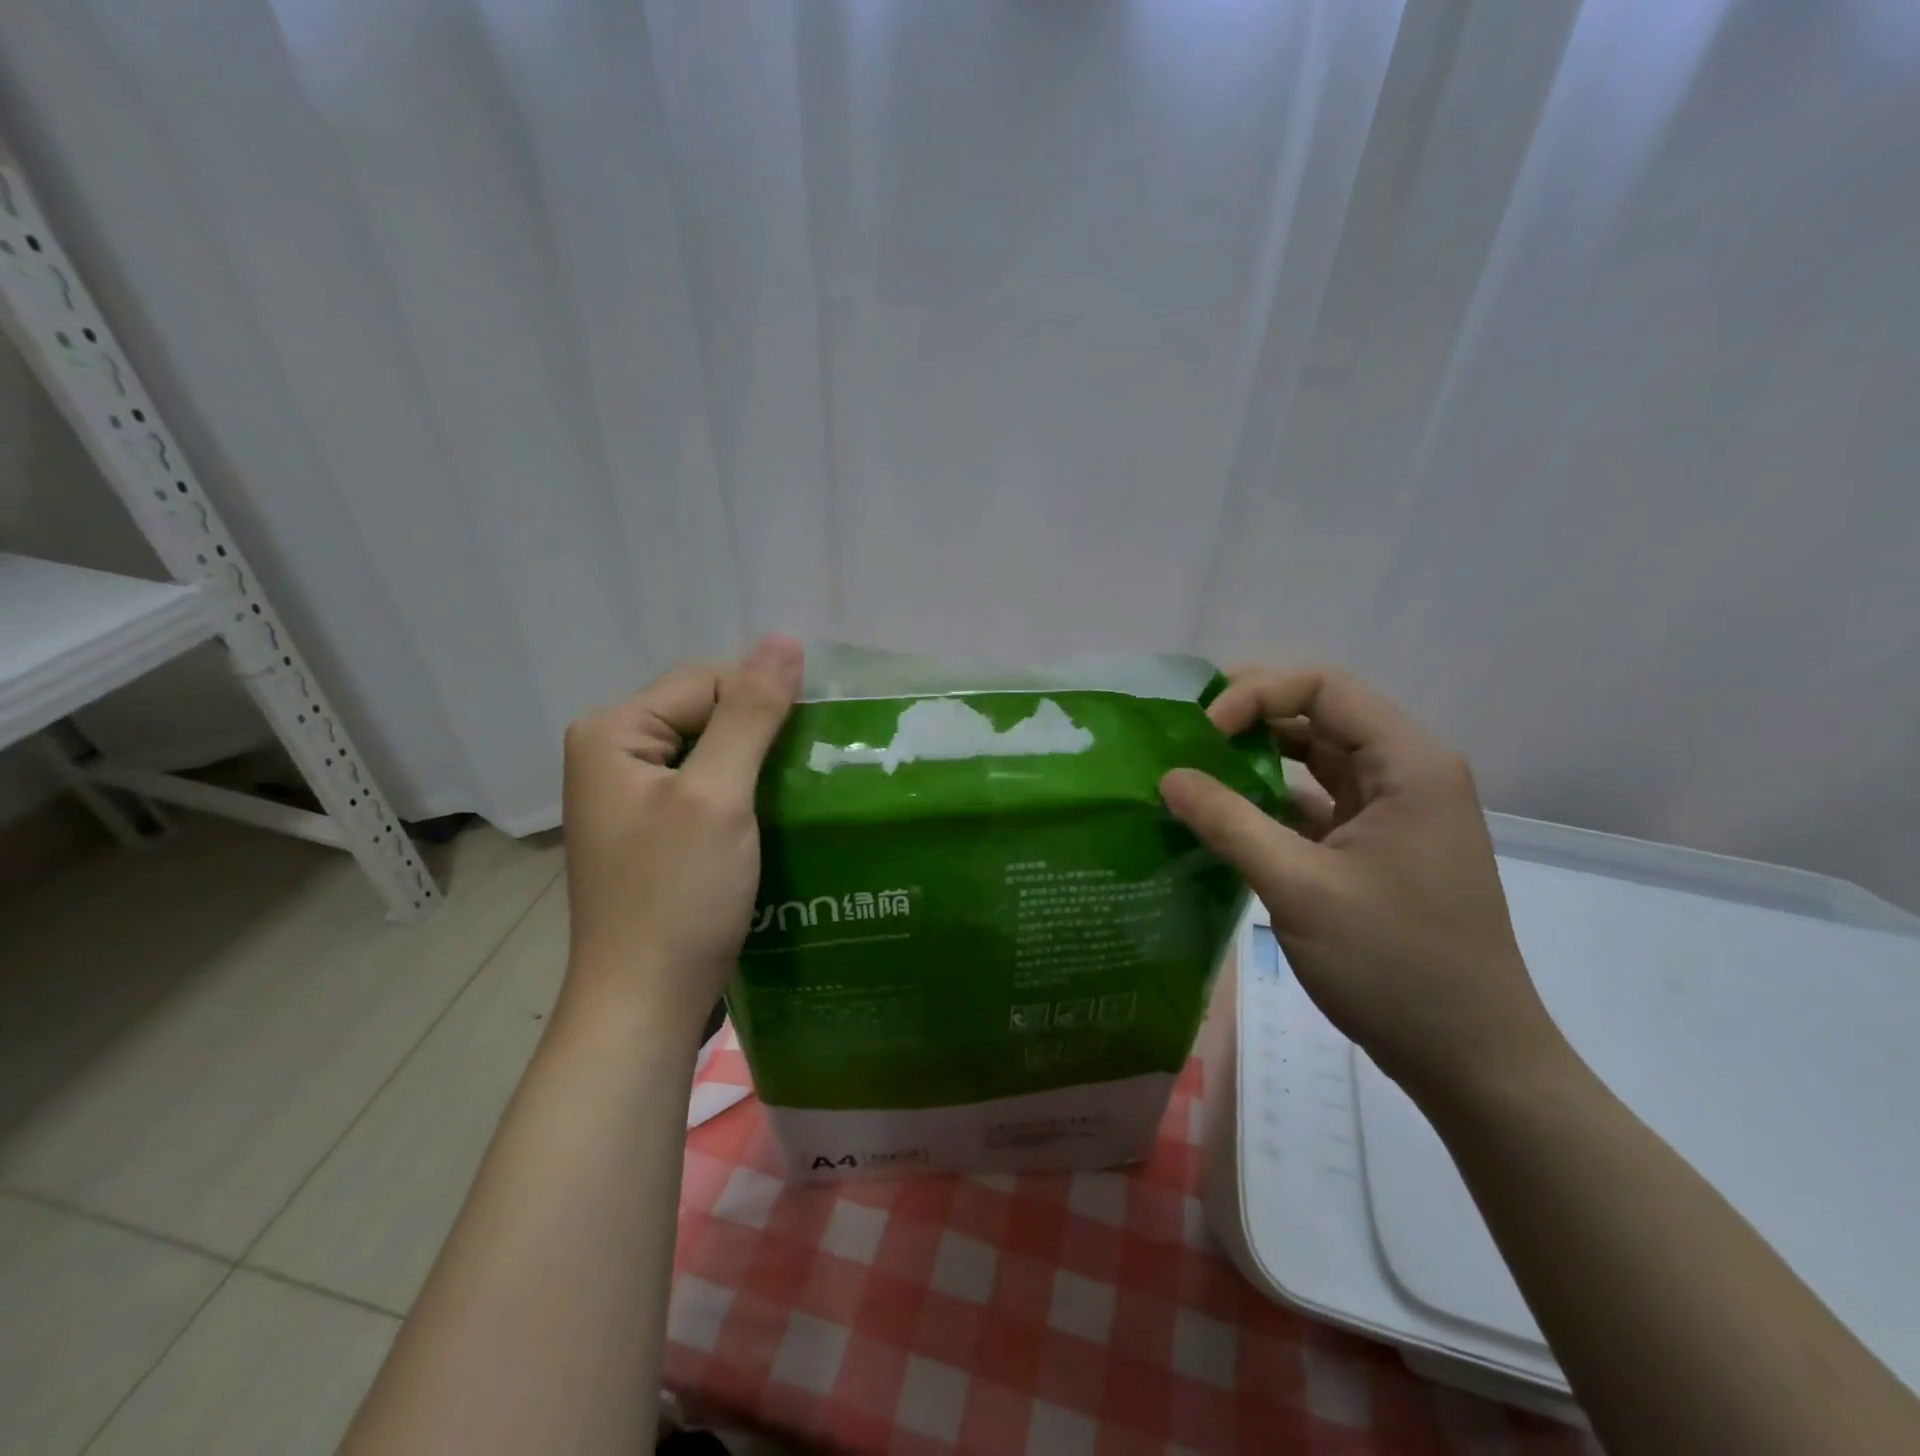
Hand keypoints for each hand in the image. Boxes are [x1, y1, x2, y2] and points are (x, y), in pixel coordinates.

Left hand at [560, 635, 802, 1025]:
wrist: (646, 1001)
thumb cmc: (678, 896)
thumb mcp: (718, 795)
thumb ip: (750, 713)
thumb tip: (783, 639)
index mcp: (613, 731)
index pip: (707, 680)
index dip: (761, 705)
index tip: (804, 750)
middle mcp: (612, 752)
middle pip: (706, 711)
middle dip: (760, 734)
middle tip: (806, 772)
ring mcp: (630, 794)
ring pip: (711, 749)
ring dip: (757, 764)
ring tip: (798, 792)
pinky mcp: (653, 827)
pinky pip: (706, 785)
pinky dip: (743, 792)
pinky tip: (772, 816)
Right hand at [1161, 665, 1566, 1105]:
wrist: (1470, 1058)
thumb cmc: (1394, 963)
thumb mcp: (1299, 887)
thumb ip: (1229, 822)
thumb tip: (1168, 777)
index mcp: (1407, 765)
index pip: (1324, 687)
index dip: (1256, 695)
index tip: (1203, 734)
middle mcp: (1406, 773)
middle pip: (1321, 713)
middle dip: (1251, 716)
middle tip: (1187, 736)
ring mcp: (1393, 812)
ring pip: (1317, 758)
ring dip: (1258, 758)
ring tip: (1195, 768)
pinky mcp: (1376, 847)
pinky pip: (1316, 803)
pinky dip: (1270, 801)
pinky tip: (1223, 816)